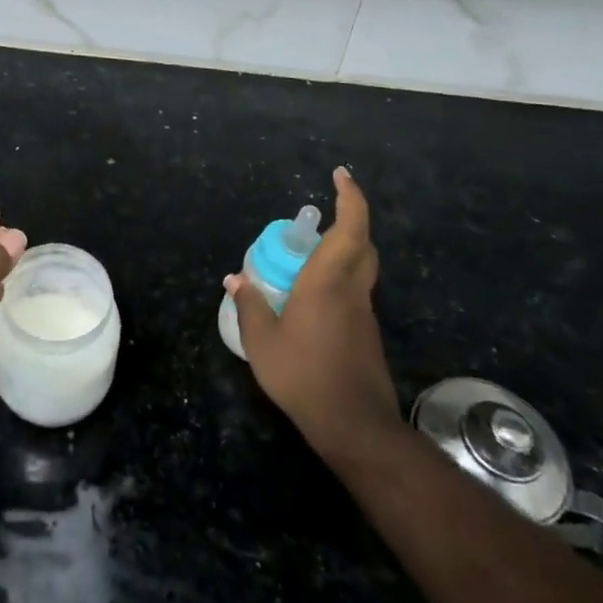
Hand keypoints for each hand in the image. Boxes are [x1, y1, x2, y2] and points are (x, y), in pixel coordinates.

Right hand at [225, 167, 400, 448]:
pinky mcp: (366, 336)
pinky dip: (336, 283)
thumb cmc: (304, 376)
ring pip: (359, 270)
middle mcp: (352, 291)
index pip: (351, 229)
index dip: (350, 198)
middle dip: (350, 221)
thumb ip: (249, 306)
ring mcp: (363, 315)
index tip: (341, 175)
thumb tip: (236, 279)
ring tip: (304, 260)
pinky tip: (309, 303)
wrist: (354, 426)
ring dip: (341, 254)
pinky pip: (353, 294)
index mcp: (328, 283)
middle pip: (362, 245)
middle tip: (321, 217)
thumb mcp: (262, 342)